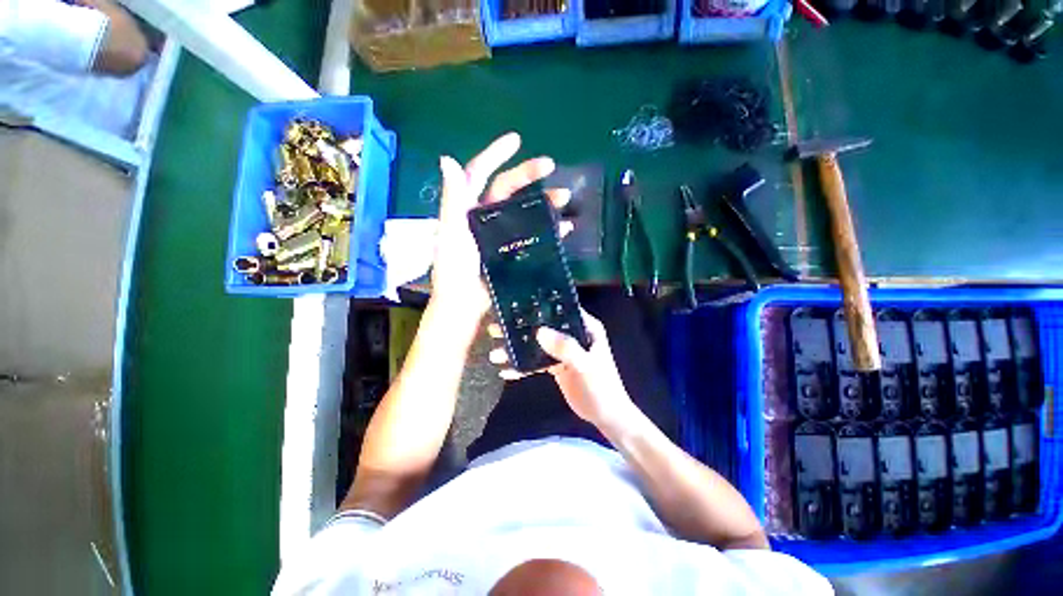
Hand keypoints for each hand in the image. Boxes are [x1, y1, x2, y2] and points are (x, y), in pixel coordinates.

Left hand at [431, 133, 570, 327]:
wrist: (466, 306)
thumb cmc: (454, 271)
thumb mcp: (452, 233)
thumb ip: (452, 199)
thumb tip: (446, 158)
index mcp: (467, 210)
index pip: (479, 174)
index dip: (494, 154)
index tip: (516, 140)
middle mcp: (485, 217)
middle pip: (508, 188)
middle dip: (528, 174)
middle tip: (551, 165)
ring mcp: (502, 235)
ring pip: (525, 209)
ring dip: (545, 200)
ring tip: (565, 196)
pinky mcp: (515, 251)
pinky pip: (535, 234)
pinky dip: (551, 229)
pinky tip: (567, 226)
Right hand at [489, 311, 638, 431]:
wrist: (606, 416)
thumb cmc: (602, 387)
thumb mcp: (585, 366)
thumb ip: (565, 348)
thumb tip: (539, 331)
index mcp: (585, 327)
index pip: (560, 310)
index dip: (539, 307)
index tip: (514, 305)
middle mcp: (572, 334)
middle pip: (543, 327)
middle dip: (520, 328)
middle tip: (495, 328)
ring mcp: (562, 350)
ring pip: (536, 344)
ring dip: (517, 349)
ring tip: (494, 353)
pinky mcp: (555, 365)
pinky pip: (536, 362)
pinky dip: (522, 366)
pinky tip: (505, 370)